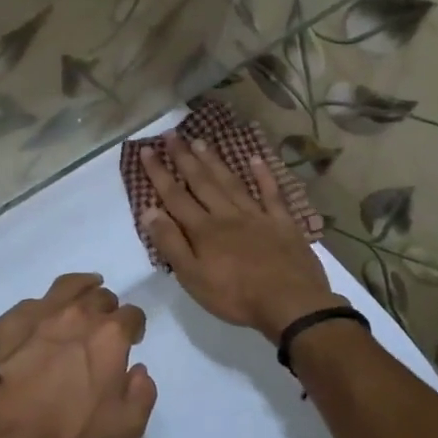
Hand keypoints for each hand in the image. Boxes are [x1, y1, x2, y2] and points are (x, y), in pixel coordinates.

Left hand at [0, 272, 156, 437]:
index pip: (132, 315)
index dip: (135, 327)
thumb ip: (142, 395)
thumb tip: (139, 371)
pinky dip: (46, 305)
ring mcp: (41, 311)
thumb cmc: (65, 432)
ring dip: (82, 290)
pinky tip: (43, 318)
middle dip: (108, 310)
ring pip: (70, 286)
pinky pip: (36, 301)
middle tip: (102, 328)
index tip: (131, 340)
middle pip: (102, 297)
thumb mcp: (123, 428)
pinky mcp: (10, 318)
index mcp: (109, 336)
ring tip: (83, 296)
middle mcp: (78, 313)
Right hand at [141, 134, 345, 341]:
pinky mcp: (282, 222)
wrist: (290, 303)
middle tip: (171, 134)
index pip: (175, 196)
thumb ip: (170, 243)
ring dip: (214, 161)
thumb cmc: (236, 296)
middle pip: (202, 182)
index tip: (146, 150)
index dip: (159, 173)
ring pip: (231, 182)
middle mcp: (227, 215)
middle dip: (184, 157)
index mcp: (203, 230)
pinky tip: (255, 158)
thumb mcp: (193, 277)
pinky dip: (263, 175)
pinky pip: (271, 193)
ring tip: (200, 141)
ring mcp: (257, 215)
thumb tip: (149, 211)